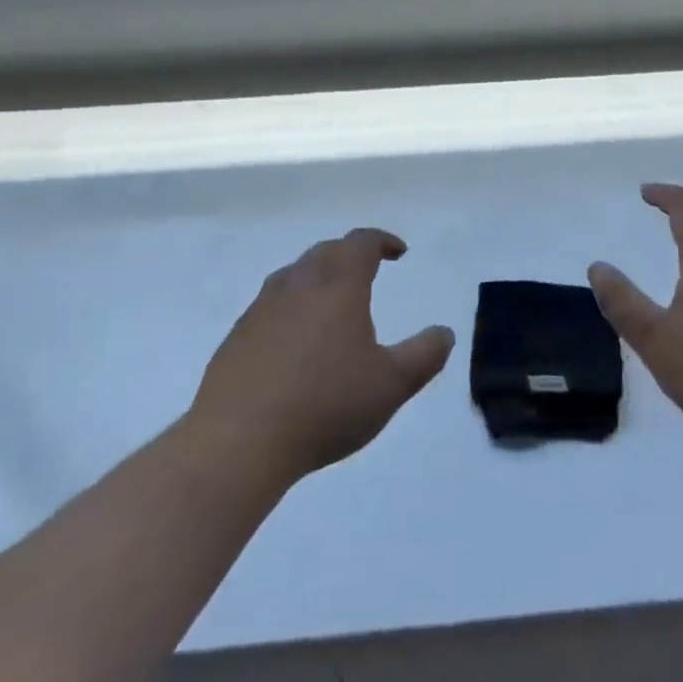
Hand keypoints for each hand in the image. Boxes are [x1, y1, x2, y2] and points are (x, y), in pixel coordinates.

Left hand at [190, 229, 454, 485]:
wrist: (237, 440)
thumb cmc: (324, 406)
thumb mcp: (391, 385)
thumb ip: (424, 355)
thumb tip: (445, 332)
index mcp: (338, 286)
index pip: (361, 243)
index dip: (382, 241)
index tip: (398, 253)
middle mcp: (298, 284)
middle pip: (326, 251)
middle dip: (350, 254)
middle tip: (368, 270)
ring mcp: (262, 308)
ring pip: (295, 273)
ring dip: (318, 275)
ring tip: (332, 300)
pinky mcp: (238, 335)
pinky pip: (271, 303)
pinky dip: (291, 304)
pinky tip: (294, 338)